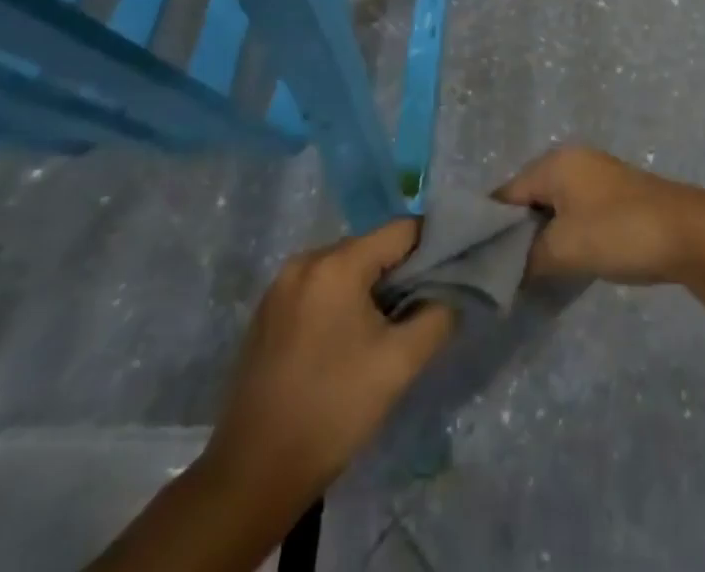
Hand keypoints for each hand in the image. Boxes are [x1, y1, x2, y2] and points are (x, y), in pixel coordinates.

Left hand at [195, 220, 455, 517]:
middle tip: (416, 312)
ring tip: (382, 332)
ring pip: (344, 268)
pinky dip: (339, 302)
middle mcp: (305, 260)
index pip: (401, 230)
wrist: (253, 474)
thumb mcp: (400, 363)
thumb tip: (450, 293)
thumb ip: (437, 316)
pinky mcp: (266, 312)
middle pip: (371, 247)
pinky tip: (344, 344)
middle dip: (399, 273)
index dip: (431, 248)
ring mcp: (280, 285)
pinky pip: (318, 288)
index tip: (447, 277)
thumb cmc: (334, 409)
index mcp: (337, 263)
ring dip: (369, 289)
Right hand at [496, 145, 704, 286]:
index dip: (491, 228)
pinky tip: (566, 260)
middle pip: (529, 196)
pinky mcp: (617, 194)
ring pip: (554, 205)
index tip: (478, 263)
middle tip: (505, 271)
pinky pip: (576, 211)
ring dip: (544, 235)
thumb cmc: (618, 232)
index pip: (506, 194)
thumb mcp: (563, 249)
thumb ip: (527, 258)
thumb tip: (508, 269)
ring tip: (532, 271)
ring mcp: (598, 175)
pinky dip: (566, 233)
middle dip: (517, 232)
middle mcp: (573, 160)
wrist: (689, 232)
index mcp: (555, 163)